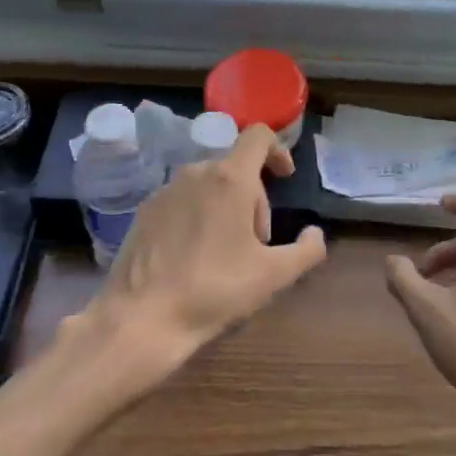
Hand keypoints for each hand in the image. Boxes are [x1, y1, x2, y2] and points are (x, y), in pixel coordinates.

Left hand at [75, 124, 328, 378]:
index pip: (258, 136)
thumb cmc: (214, 290)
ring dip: (226, 208)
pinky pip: (182, 200)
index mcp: (229, 179)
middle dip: (254, 199)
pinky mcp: (144, 211)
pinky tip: (194, 258)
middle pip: (236, 168)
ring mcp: (165, 190)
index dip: (278, 150)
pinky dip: (197, 216)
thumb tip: (315, 234)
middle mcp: (195, 172)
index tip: (285, 177)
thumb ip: (306, 250)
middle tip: (256, 243)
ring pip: (208, 185)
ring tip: (226, 253)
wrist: (140, 319)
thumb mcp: (273, 276)